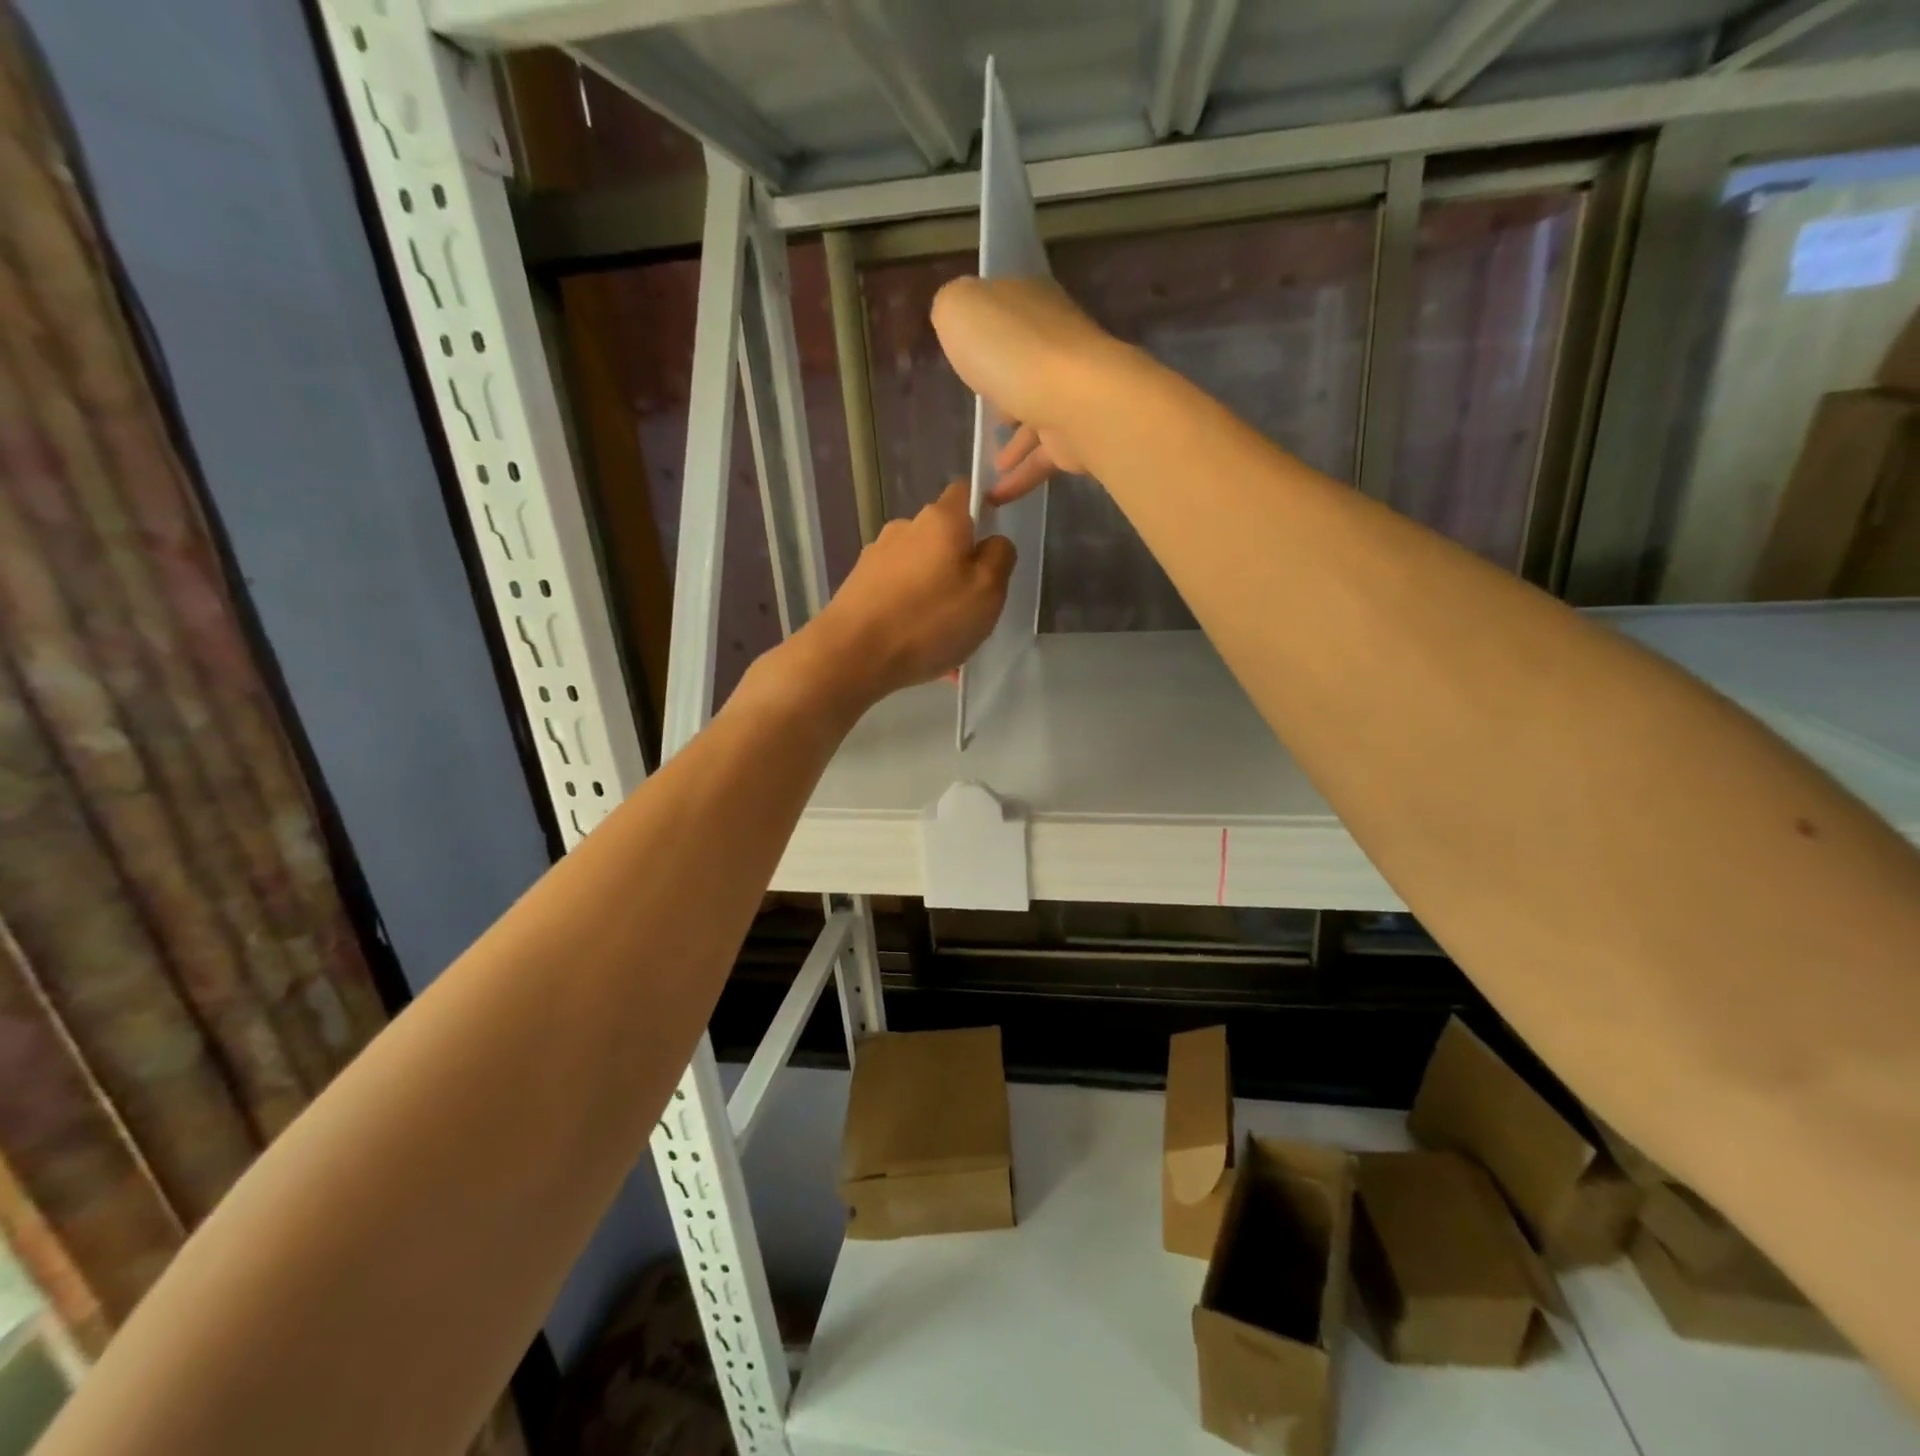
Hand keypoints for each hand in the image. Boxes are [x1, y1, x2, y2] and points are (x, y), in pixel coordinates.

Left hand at [799, 482, 1015, 710]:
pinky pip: (897, 596)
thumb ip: (1000, 558)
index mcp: (941, 520)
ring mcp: (876, 557)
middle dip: (957, 567)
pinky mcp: (857, 586)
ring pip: (919, 572)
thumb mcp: (988, 591)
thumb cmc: (930, 619)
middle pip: (942, 539)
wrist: (852, 654)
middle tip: (970, 609)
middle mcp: (904, 528)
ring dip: (933, 597)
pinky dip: (910, 616)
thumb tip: (993, 542)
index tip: (991, 547)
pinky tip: (916, 651)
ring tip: (942, 642)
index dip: (982, 511)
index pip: (965, 492)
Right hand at [931, 276, 1127, 504]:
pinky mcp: (1077, 435)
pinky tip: (994, 498)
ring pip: (1036, 414)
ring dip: (1014, 441)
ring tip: (991, 464)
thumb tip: (956, 320)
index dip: (985, 331)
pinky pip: (1042, 458)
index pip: (1005, 311)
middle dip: (1004, 387)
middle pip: (1023, 363)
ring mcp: (1069, 391)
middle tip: (982, 412)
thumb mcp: (959, 310)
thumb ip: (950, 309)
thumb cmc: (1011, 351)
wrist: (1076, 400)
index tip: (966, 356)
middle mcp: (1054, 343)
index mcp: (1028, 304)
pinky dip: (1018, 479)